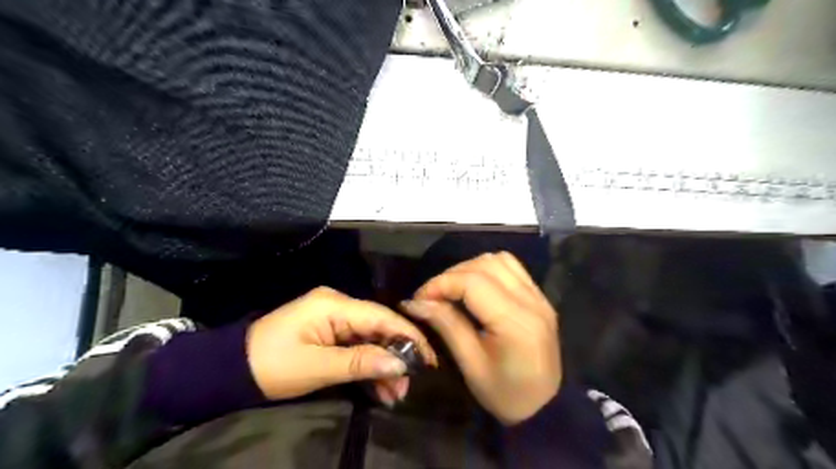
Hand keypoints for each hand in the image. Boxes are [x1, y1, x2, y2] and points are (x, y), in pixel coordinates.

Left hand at [246, 285, 437, 405]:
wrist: (231, 369)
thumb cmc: (272, 365)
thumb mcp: (317, 367)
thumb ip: (361, 362)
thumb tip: (401, 363)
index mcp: (334, 304)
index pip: (381, 316)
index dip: (408, 335)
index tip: (429, 359)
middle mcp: (339, 304)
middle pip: (379, 327)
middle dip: (396, 355)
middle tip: (407, 385)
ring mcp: (334, 317)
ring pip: (371, 338)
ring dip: (383, 364)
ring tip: (395, 394)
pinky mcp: (330, 331)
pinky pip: (358, 345)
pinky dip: (368, 365)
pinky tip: (379, 387)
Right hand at [403, 253, 561, 424]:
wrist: (545, 408)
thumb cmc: (505, 394)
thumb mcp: (471, 365)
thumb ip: (447, 326)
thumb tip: (417, 302)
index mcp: (515, 323)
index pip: (473, 283)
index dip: (441, 284)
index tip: (419, 299)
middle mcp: (532, 302)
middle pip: (485, 265)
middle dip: (451, 275)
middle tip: (432, 296)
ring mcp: (539, 297)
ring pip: (499, 260)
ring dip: (470, 268)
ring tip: (452, 289)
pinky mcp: (540, 297)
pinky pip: (512, 267)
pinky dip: (488, 269)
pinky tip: (475, 286)